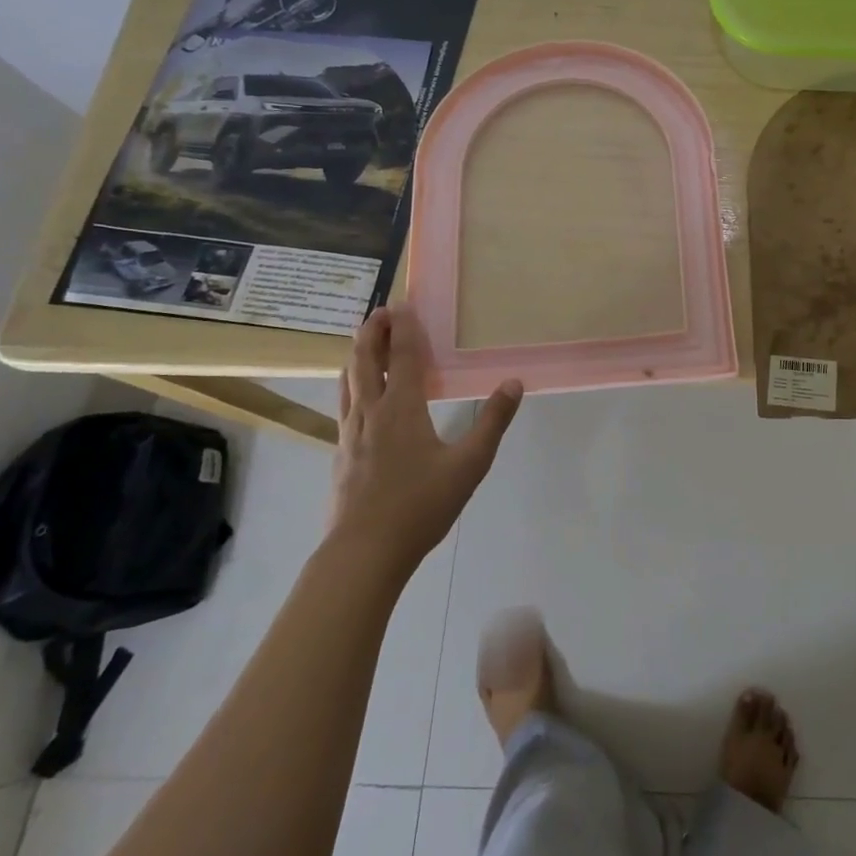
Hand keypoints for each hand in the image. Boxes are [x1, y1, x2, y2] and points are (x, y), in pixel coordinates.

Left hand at [328, 304, 522, 568]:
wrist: (363, 552)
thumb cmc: (420, 505)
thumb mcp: (469, 464)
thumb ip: (492, 421)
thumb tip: (514, 383)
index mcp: (402, 408)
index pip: (402, 356)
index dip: (403, 328)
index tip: (402, 303)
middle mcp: (371, 412)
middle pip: (365, 361)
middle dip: (372, 332)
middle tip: (380, 312)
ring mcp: (350, 433)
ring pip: (348, 382)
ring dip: (357, 355)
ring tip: (363, 343)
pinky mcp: (342, 454)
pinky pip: (344, 405)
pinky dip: (351, 384)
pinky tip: (357, 398)